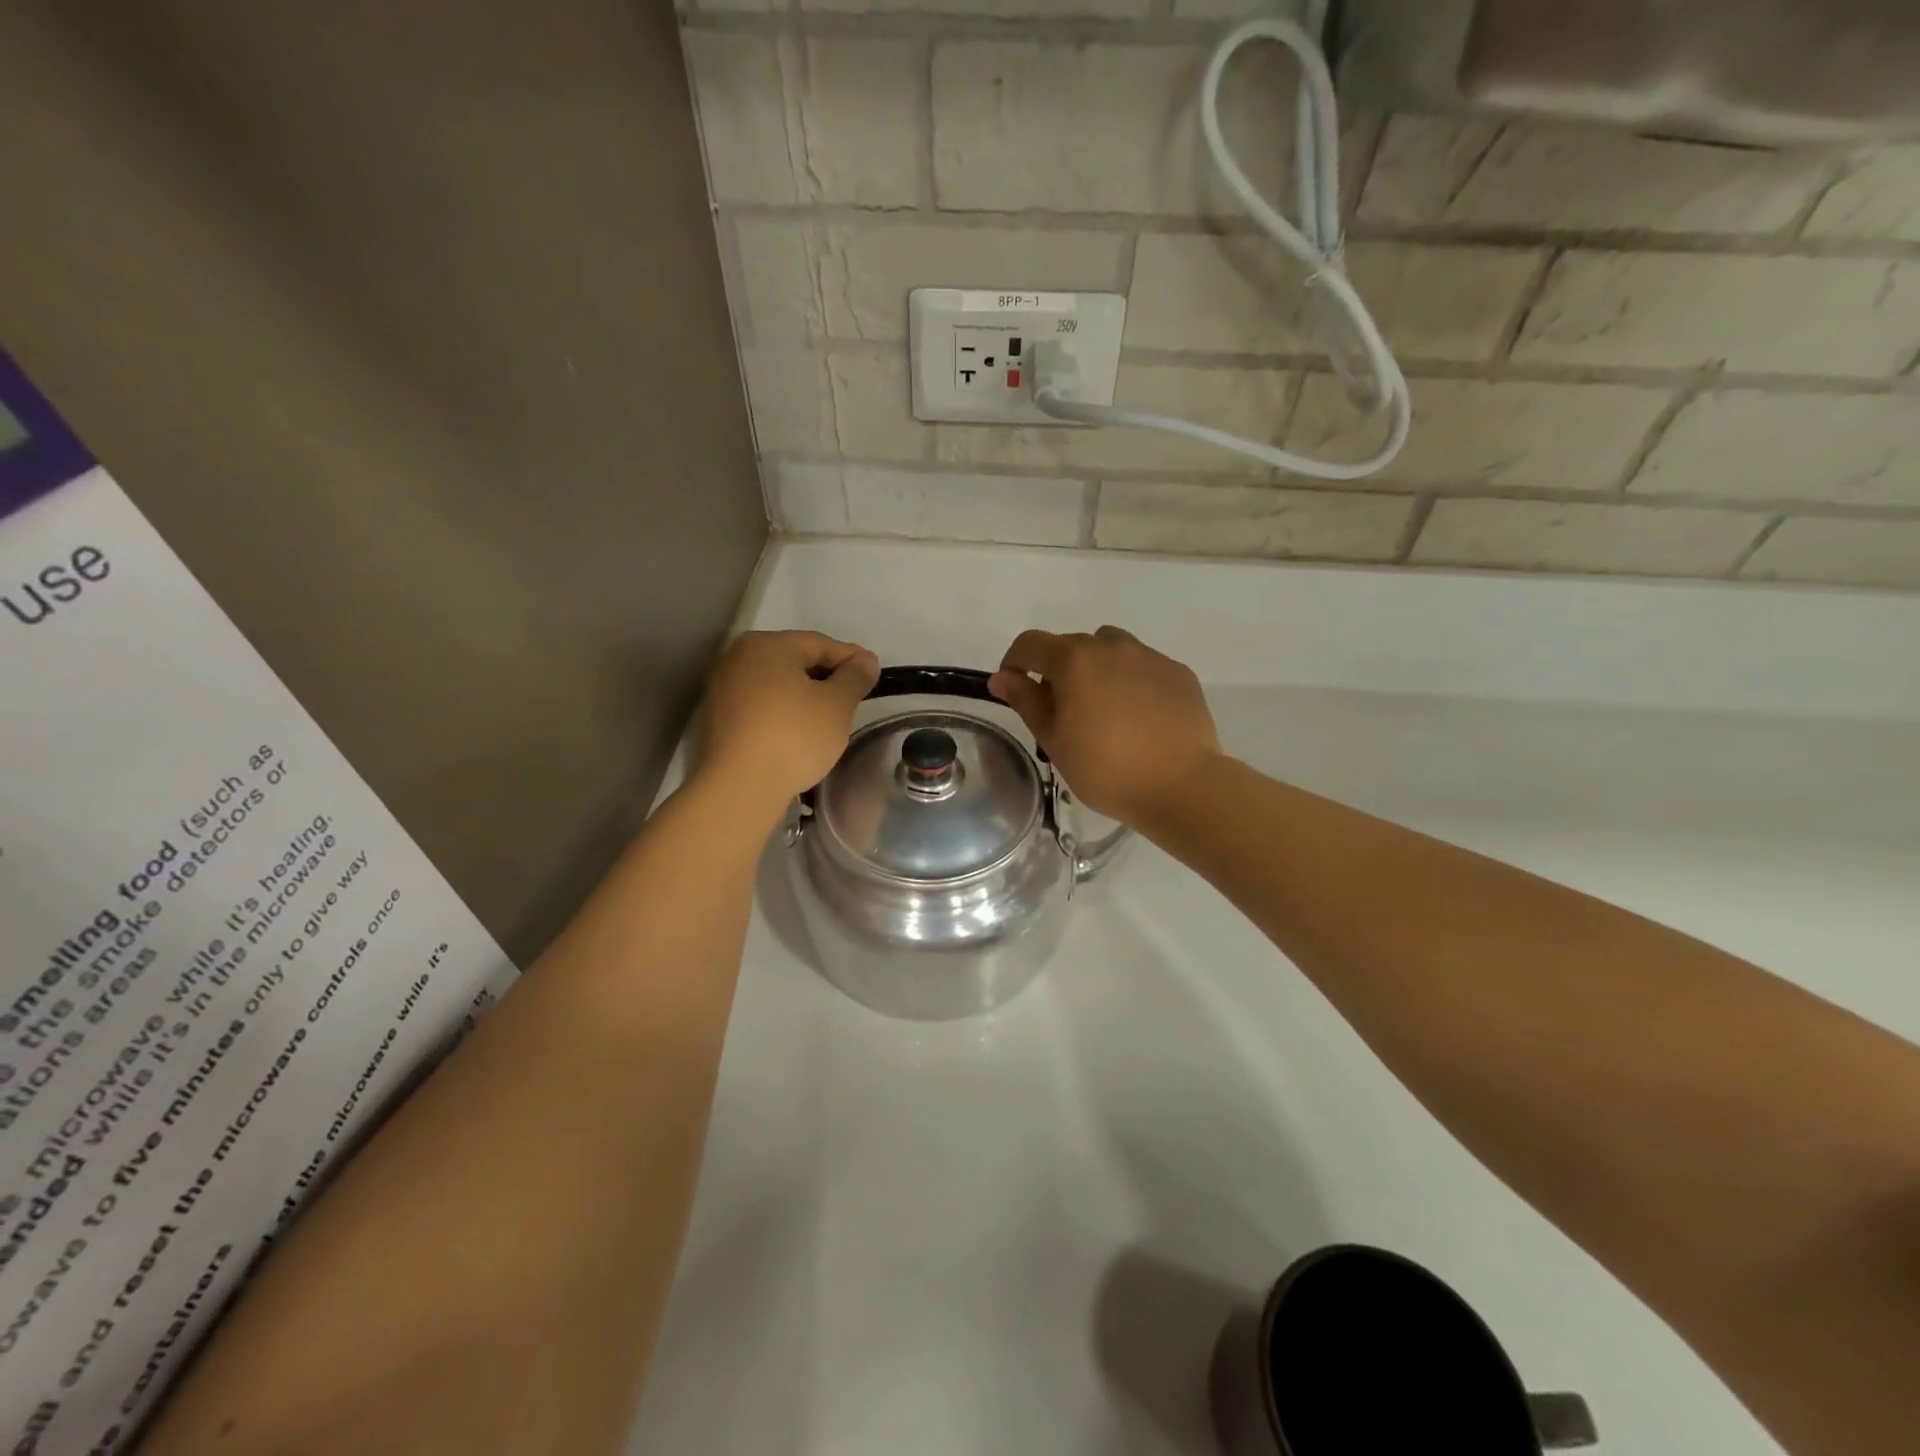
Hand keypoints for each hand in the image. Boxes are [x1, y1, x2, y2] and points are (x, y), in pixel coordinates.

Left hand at [698, 631, 879, 817]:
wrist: (739, 788)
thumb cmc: (793, 737)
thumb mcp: (836, 705)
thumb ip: (854, 677)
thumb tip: (866, 661)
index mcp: (767, 645)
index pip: (819, 644)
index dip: (851, 658)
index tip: (875, 673)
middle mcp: (738, 657)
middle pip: (794, 660)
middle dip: (827, 675)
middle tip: (855, 695)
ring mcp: (723, 688)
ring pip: (776, 684)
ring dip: (804, 695)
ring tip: (830, 716)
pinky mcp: (718, 719)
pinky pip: (760, 705)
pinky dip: (783, 712)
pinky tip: (800, 732)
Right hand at [989, 627, 1220, 826]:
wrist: (1182, 785)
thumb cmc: (1106, 769)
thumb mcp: (1054, 741)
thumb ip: (1026, 702)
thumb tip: (1002, 678)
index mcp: (1074, 660)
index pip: (1030, 643)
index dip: (1014, 661)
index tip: (1014, 688)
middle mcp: (1111, 647)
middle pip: (1071, 645)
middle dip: (1058, 670)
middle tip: (1062, 713)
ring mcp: (1149, 657)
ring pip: (1110, 650)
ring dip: (1096, 669)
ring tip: (1102, 709)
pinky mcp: (1178, 672)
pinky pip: (1143, 666)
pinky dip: (1131, 681)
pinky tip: (1138, 717)